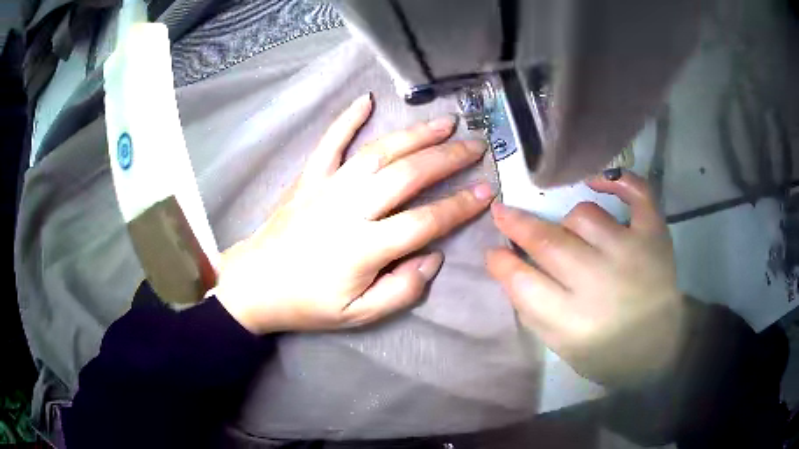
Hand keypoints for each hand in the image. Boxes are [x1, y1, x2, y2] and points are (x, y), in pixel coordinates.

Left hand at [216, 94, 493, 333]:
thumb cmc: (308, 303)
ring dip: (415, 134)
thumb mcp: (358, 315)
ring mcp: (326, 187)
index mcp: (364, 248)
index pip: (425, 221)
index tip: (486, 191)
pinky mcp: (308, 178)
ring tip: (445, 123)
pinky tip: (366, 99)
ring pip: (378, 152)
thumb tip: (433, 257)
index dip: (460, 206)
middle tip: (475, 146)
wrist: (256, 283)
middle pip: (407, 175)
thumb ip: (401, 290)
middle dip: (447, 158)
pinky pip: (329, 142)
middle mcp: (349, 209)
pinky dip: (348, 118)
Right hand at [486, 172, 684, 386]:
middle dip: (516, 224)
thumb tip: (505, 265)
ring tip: (572, 234)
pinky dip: (616, 180)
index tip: (494, 251)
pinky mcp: (654, 235)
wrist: (658, 345)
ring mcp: (630, 251)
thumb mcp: (560, 346)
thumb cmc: (605, 351)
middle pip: (547, 240)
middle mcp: (599, 281)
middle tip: (503, 213)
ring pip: (583, 215)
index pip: (523, 281)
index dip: (502, 262)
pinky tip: (596, 180)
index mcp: (572, 320)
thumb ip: (530, 308)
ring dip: (568, 222)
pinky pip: (635, 193)